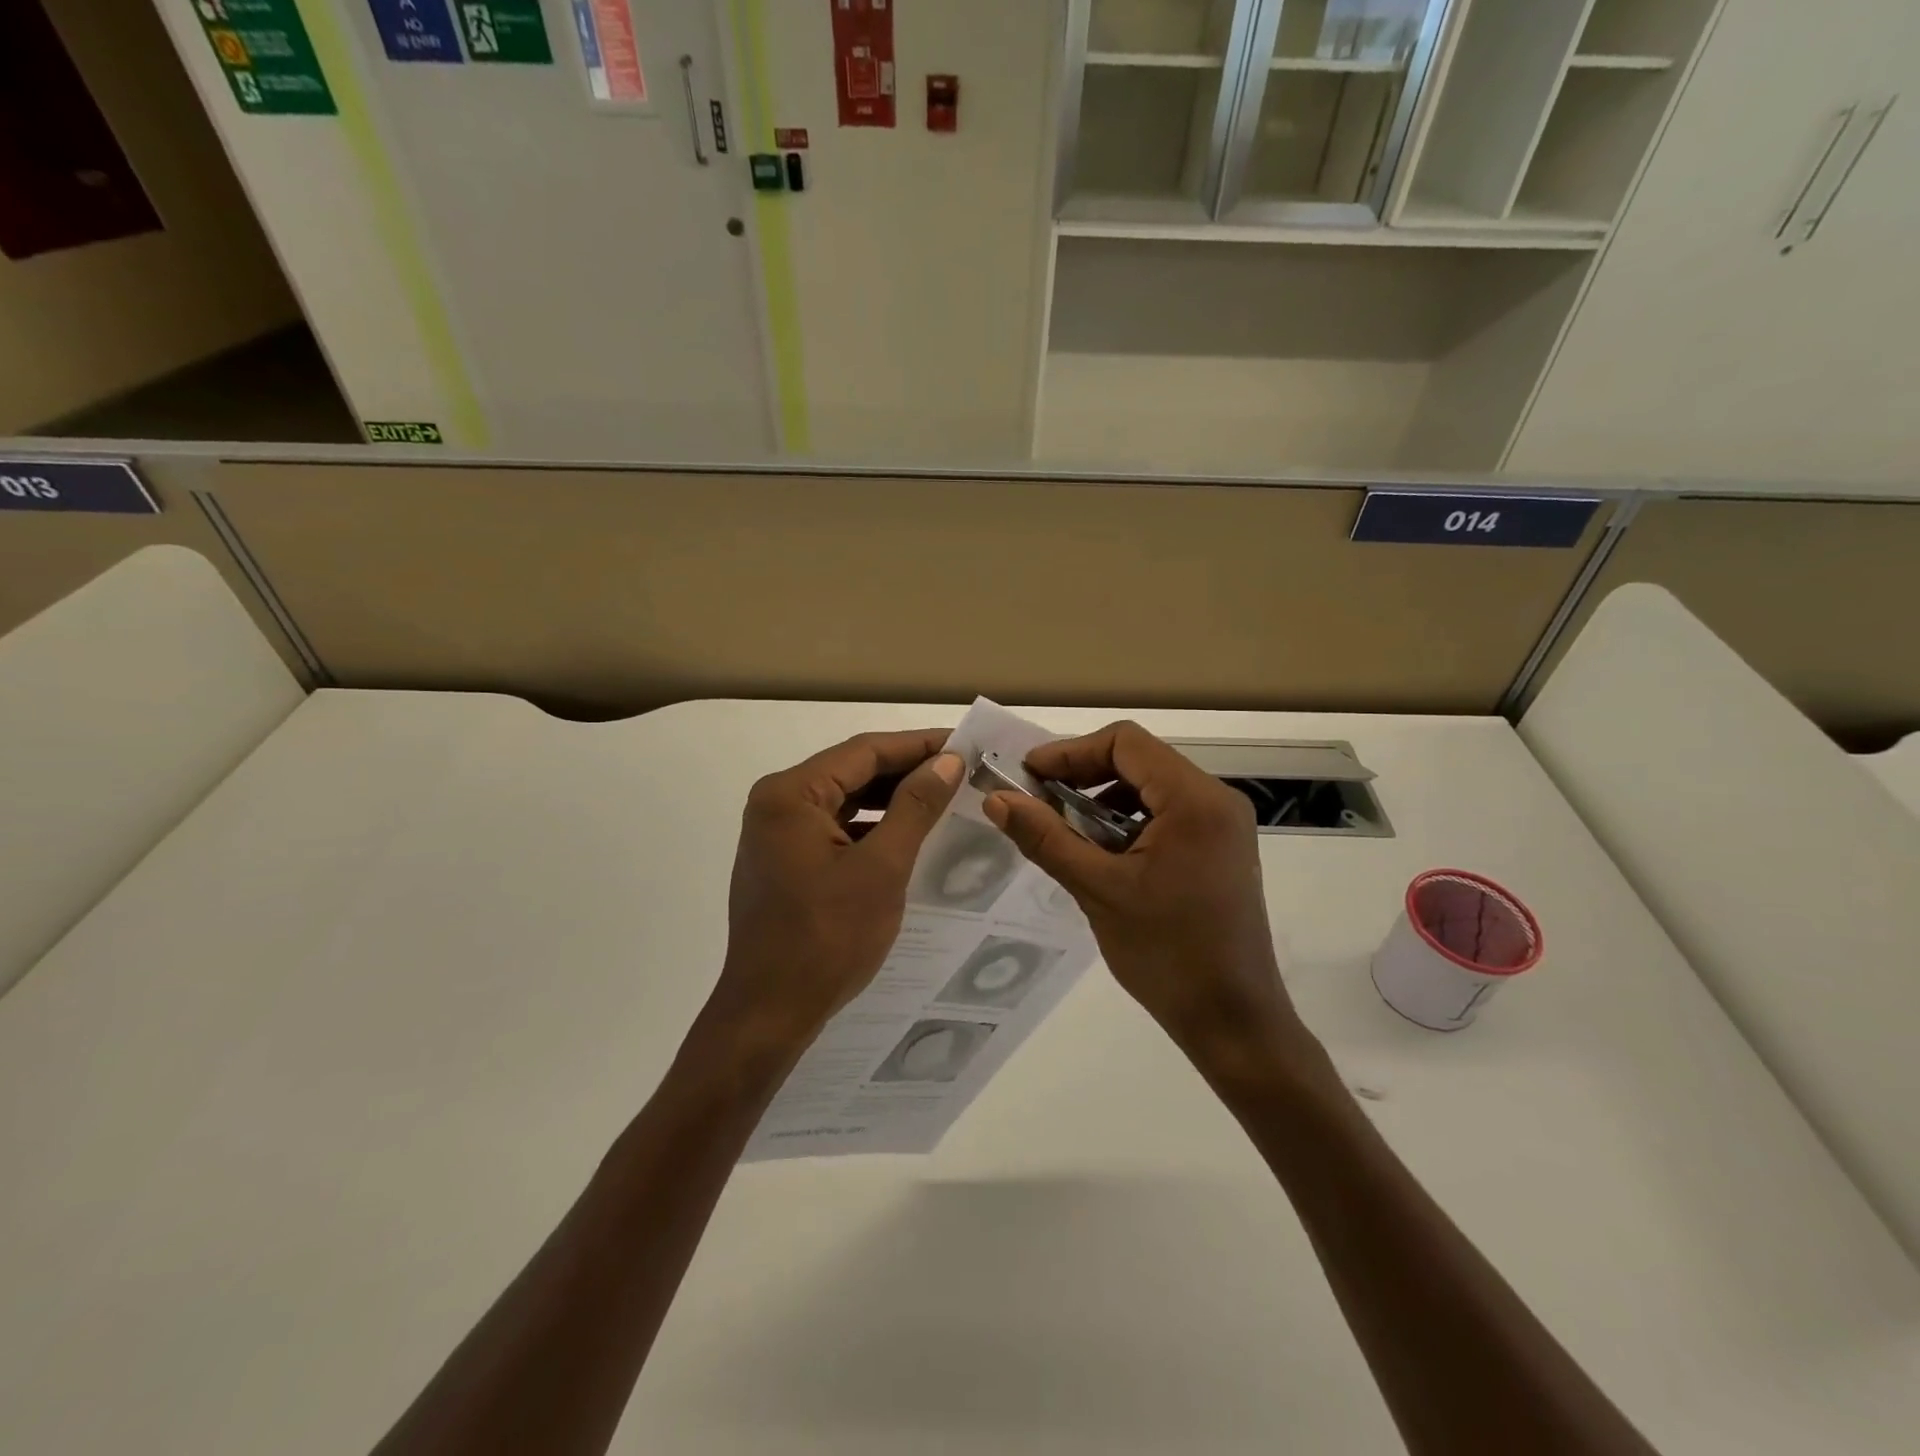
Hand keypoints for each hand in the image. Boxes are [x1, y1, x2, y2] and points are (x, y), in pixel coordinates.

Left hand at [707, 730, 963, 1055]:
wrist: (769, 1013)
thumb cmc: (826, 938)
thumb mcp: (882, 868)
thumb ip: (915, 807)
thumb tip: (948, 761)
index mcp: (790, 794)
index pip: (864, 752)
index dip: (918, 745)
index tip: (965, 743)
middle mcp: (776, 803)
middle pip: (852, 772)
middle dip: (907, 770)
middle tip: (962, 769)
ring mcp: (776, 833)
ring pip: (846, 800)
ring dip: (892, 798)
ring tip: (944, 796)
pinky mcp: (785, 860)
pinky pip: (836, 828)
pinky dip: (872, 826)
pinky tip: (910, 833)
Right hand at [983, 721, 1305, 1065]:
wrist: (1233, 1020)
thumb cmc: (1166, 953)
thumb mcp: (1098, 890)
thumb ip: (1046, 838)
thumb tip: (996, 798)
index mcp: (1194, 800)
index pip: (1125, 742)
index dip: (1070, 751)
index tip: (1029, 777)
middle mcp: (1216, 799)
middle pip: (1139, 759)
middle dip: (1084, 773)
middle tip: (1039, 801)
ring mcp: (1223, 824)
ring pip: (1151, 785)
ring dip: (1104, 797)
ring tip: (1066, 829)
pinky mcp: (1221, 847)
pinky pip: (1167, 812)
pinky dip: (1128, 819)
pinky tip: (1102, 851)